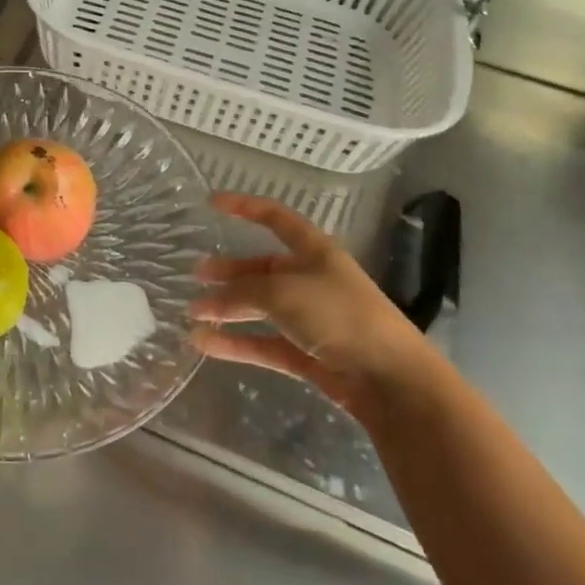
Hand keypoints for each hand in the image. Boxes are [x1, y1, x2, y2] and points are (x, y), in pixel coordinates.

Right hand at [192, 192, 435, 421]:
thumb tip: (203, 303)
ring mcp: (310, 319)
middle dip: (230, 271)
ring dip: (227, 309)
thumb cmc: (339, 316)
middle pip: (263, 268)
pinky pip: (263, 343)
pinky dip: (235, 344)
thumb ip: (239, 293)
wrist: (391, 380)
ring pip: (260, 308)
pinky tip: (204, 343)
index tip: (211, 203)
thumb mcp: (282, 292)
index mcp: (315, 252)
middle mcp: (312, 281)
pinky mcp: (307, 354)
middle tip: (197, 274)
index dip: (245, 207)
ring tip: (193, 312)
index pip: (276, 219)